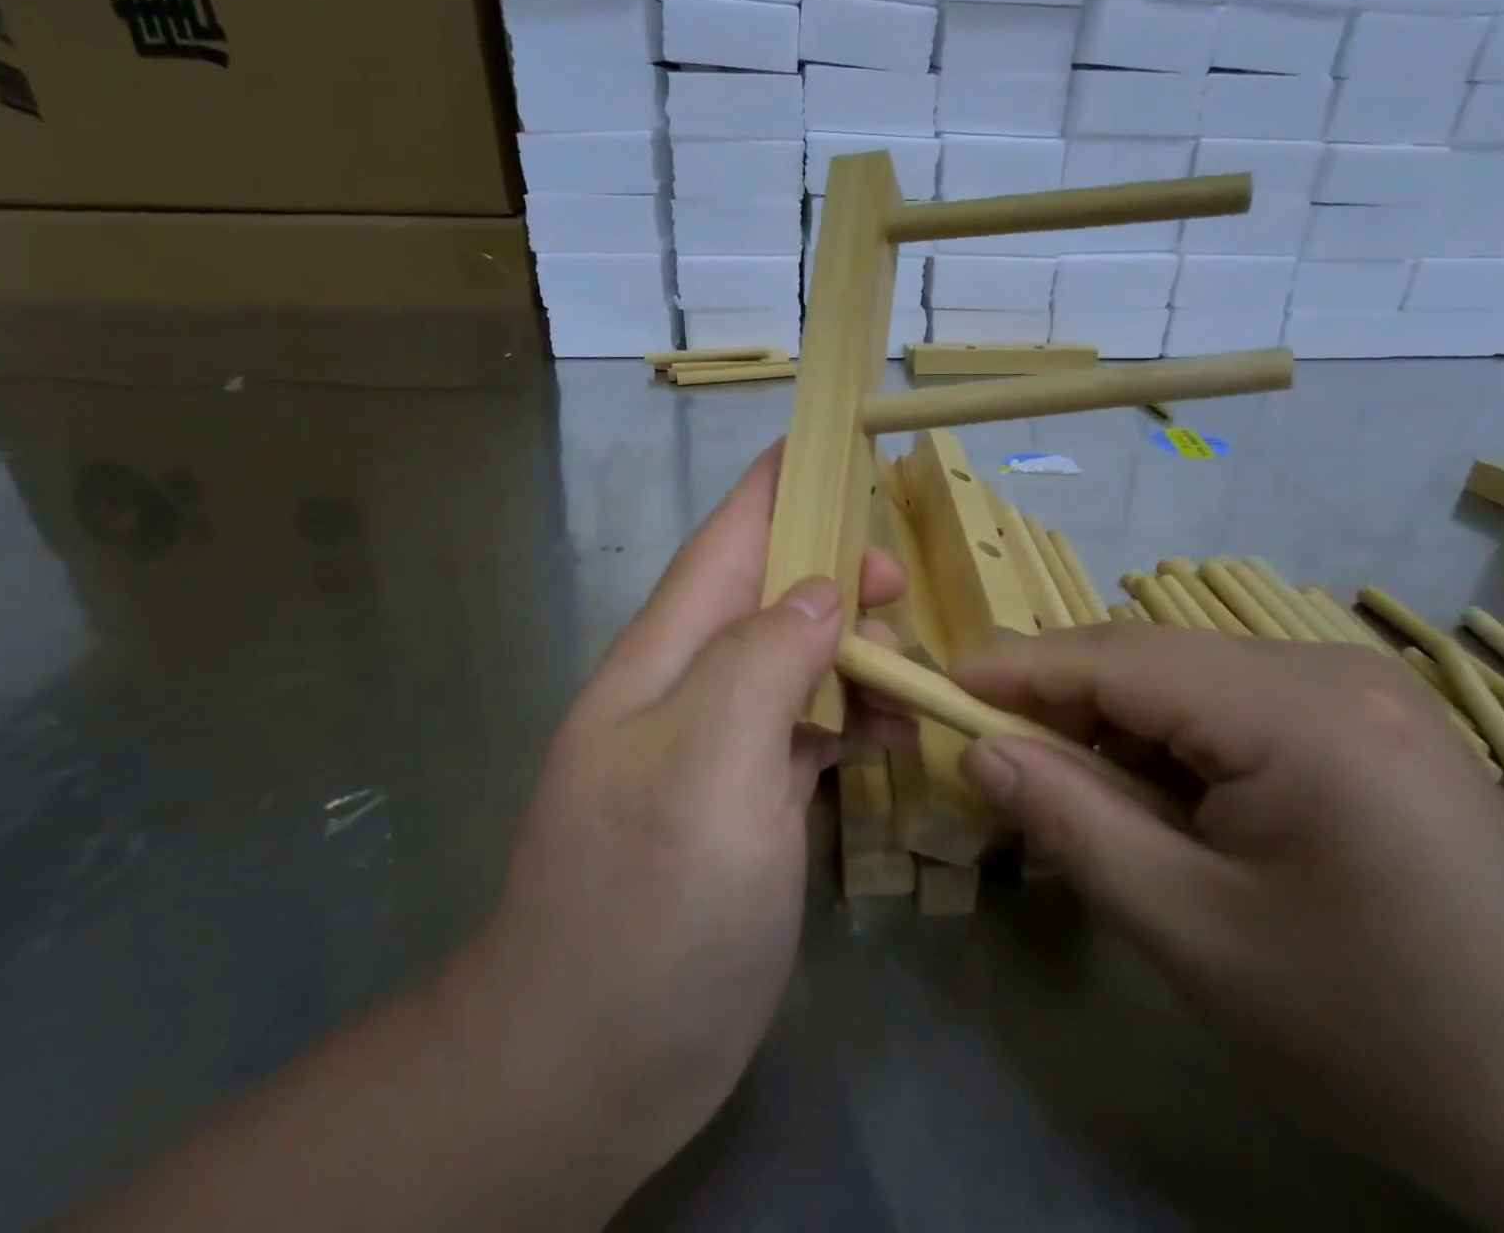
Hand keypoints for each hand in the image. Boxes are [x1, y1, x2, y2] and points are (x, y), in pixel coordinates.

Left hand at [455, 445, 904, 1220]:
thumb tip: (823, 590)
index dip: (775, 486)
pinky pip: (804, 726)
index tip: (828, 444)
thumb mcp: (708, 762)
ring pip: (794, 659)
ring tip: (910, 668)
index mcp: (668, 656)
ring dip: (851, 648)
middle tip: (900, 587)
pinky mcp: (743, 800)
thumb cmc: (648, 901)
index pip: (726, 540)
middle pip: (768, 595)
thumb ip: (765, 658)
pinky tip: (891, 732)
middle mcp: (690, 686)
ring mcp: (717, 745)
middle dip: (834, 572)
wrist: (593, 1059)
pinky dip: (849, 715)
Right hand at [950, 624, 1503, 1227]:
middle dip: (1059, 699)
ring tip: (1067, 787)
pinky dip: (1162, 738)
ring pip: (1179, 676)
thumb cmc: (1377, 1030)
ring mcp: (1347, 683)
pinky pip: (1221, 700)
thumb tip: (981, 754)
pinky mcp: (1354, 712)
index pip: (1118, 661)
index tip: (940, 688)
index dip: (1018, 669)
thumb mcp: (1195, 935)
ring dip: (1109, 722)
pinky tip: (1151, 796)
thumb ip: (1074, 826)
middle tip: (991, 751)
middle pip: (1147, 658)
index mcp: (1299, 714)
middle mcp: (1325, 667)